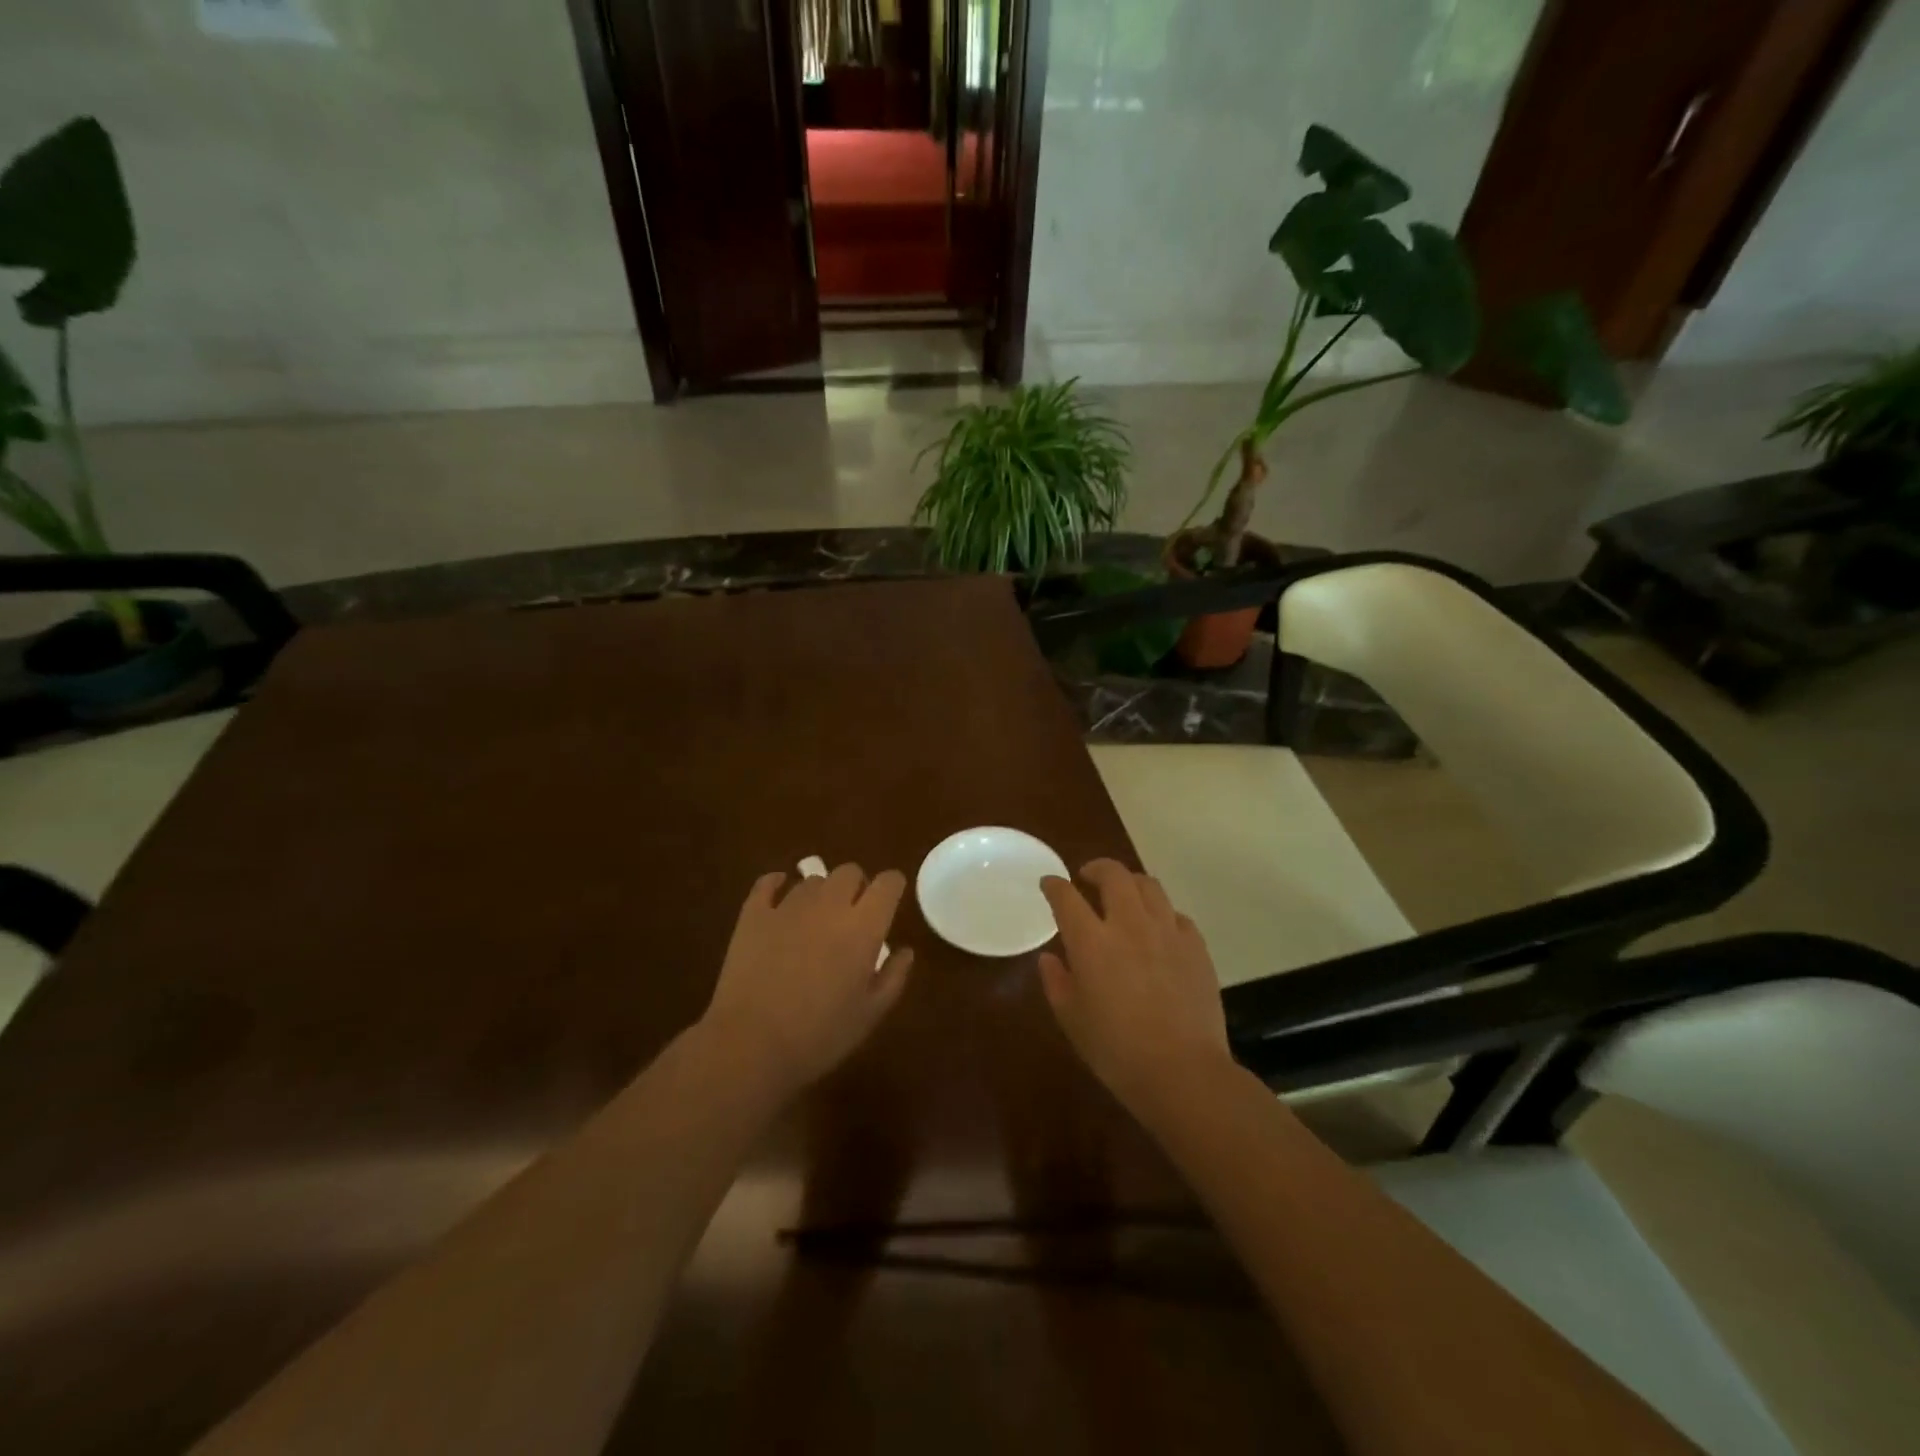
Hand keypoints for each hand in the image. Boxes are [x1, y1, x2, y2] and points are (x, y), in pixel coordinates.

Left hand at [701, 864, 913, 1097]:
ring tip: (815, 919)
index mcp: (863, 926)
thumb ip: (893, 977)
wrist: (750, 1045)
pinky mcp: (753, 914)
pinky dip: (777, 885)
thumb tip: (905, 951)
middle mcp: (829, 905)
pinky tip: (778, 897)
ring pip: (812, 880)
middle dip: (857, 885)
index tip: (891, 900)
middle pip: (849, 871)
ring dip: (821, 893)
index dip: (893, 886)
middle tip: (853, 914)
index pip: (888, 883)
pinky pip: (768, 884)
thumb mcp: (869, 1014)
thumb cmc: (819, 1035)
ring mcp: (788, 906)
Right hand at [1039, 860, 1231, 1109]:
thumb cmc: (1116, 1051)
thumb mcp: (1072, 1020)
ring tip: (1124, 895)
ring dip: (1130, 883)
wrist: (1183, 1072)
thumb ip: (1056, 982)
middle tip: (1087, 877)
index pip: (1066, 897)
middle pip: (1113, 875)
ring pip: (1149, 885)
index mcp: (1091, 941)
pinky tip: (1157, 928)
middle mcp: (1129, 924)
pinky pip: (1176, 914)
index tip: (1049, 883)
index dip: (1054, 885)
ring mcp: (1167, 931)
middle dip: (1096, 868)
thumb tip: (1049, 958)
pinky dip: (1160, 913)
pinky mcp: (1196, 946)